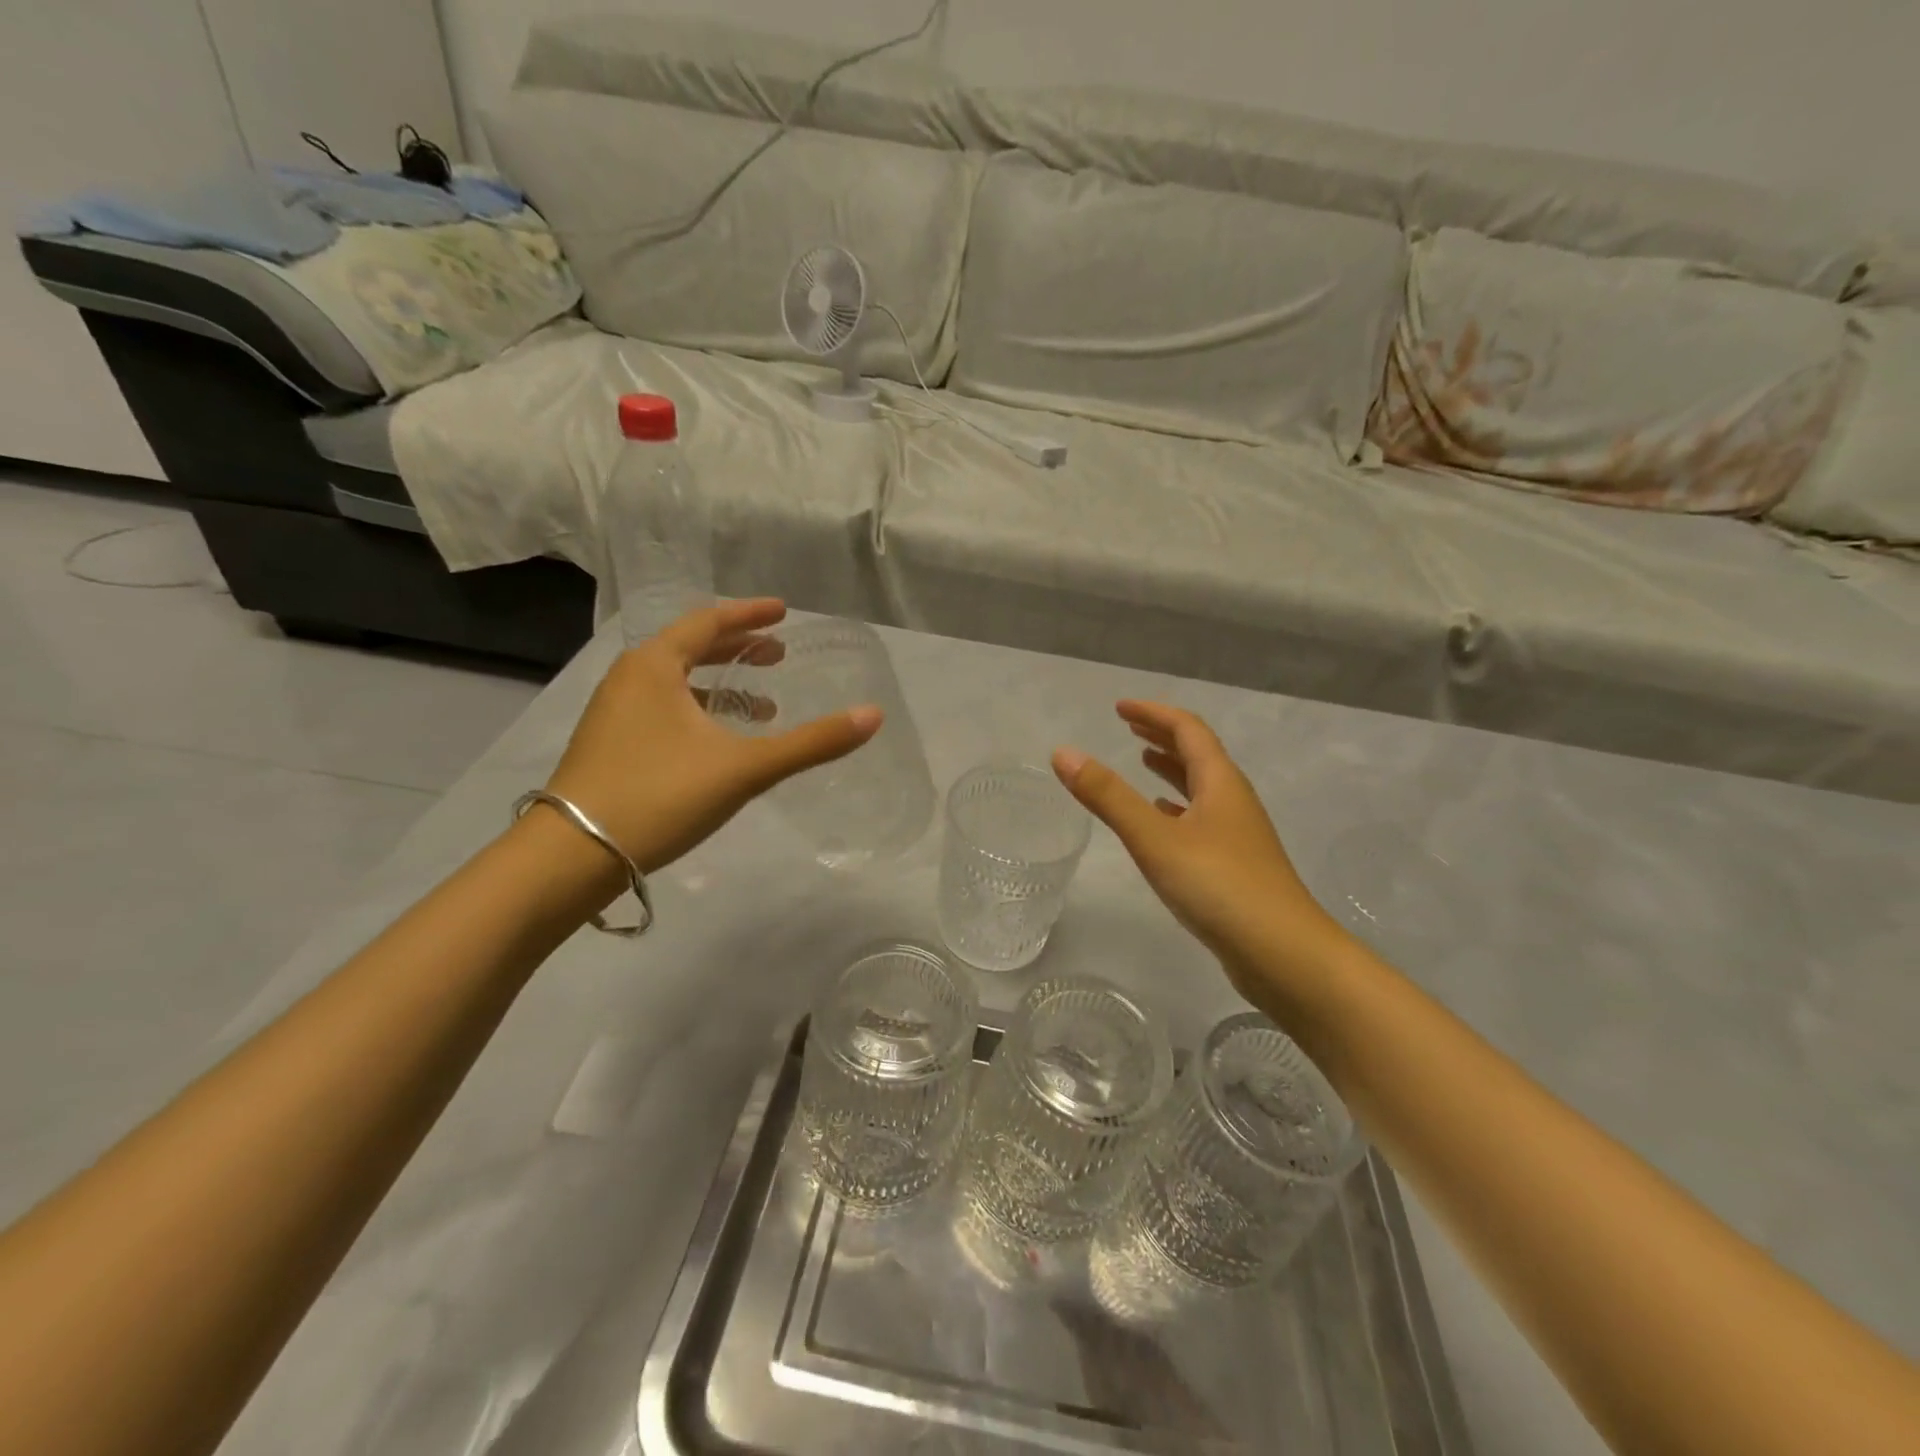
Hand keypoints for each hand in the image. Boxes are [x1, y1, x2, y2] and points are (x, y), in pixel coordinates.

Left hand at [544, 599, 880, 876]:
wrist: (572, 857)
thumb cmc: (659, 795)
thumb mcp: (743, 767)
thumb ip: (811, 742)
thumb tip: (873, 715)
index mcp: (654, 666)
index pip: (708, 622)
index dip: (750, 615)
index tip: (784, 612)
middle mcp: (629, 680)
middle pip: (689, 648)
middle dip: (737, 648)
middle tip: (777, 653)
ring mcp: (613, 714)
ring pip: (675, 683)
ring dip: (719, 684)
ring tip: (760, 704)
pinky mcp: (609, 747)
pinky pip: (663, 710)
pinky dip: (698, 712)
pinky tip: (719, 743)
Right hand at [1052, 701, 1343, 1004]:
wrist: (1284, 954)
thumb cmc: (1220, 887)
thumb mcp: (1155, 838)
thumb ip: (1108, 796)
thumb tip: (1063, 752)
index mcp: (1220, 783)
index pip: (1188, 730)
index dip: (1154, 713)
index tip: (1120, 708)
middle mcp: (1233, 801)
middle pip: (1198, 754)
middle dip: (1162, 736)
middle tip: (1128, 728)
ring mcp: (1237, 835)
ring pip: (1201, 788)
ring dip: (1171, 770)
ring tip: (1142, 762)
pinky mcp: (1235, 866)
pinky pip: (1201, 820)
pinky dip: (1177, 809)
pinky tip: (1162, 820)